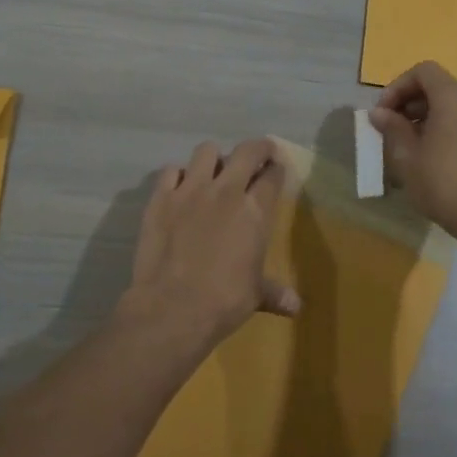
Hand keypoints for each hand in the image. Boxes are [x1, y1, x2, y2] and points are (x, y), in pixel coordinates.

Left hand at [123, 137, 299, 355]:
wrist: (172, 307)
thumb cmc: (223, 301)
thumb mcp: (255, 295)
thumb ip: (275, 292)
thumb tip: (296, 307)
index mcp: (254, 212)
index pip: (272, 177)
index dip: (277, 169)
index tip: (277, 169)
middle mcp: (225, 191)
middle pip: (246, 152)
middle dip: (257, 148)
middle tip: (258, 154)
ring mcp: (190, 190)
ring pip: (206, 151)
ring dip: (214, 158)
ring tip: (215, 170)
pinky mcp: (160, 198)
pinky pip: (170, 171)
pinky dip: (178, 175)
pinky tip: (180, 187)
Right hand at [369, 61, 456, 240]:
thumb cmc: (444, 184)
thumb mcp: (408, 157)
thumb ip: (392, 128)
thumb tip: (380, 113)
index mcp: (454, 99)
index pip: (424, 71)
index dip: (398, 86)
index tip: (384, 112)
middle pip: (438, 86)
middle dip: (409, 102)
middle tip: (390, 128)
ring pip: (451, 105)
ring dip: (425, 116)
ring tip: (407, 145)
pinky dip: (443, 127)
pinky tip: (430, 156)